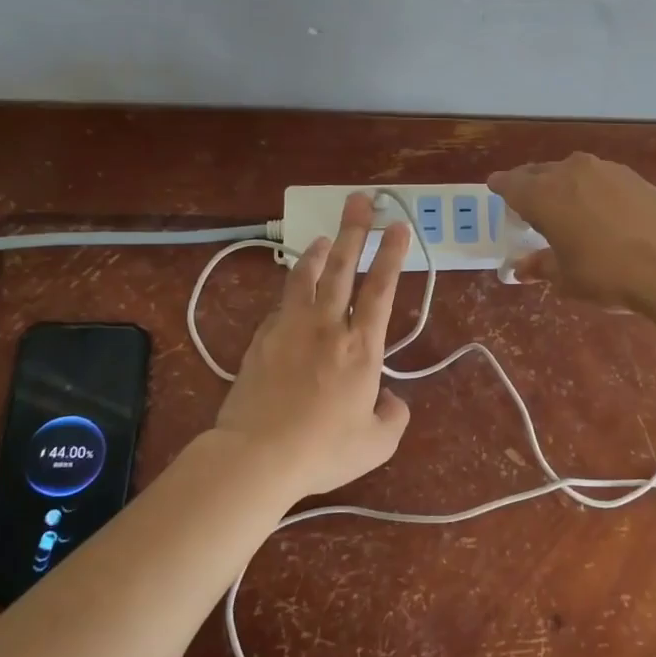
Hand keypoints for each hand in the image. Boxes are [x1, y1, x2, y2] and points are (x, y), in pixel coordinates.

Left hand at [211, 192, 411, 501]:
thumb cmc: (323, 449)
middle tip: (361, 201)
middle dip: (354, 230)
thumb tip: (391, 399)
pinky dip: (293, 288)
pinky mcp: (262, 339)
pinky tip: (294, 289)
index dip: (392, 255)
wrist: (257, 455)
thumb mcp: (377, 443)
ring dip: (319, 252)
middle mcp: (327, 326)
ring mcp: (290, 328)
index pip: (382, 289)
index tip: (398, 226)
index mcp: (362, 347)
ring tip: (325, 237)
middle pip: (343, 267)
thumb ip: (394, 416)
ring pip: (307, 277)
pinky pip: (281, 304)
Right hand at [488, 153, 655, 310]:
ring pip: (571, 172)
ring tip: (565, 207)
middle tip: (527, 202)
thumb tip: (521, 268)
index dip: (501, 188)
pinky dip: (591, 189)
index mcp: (543, 195)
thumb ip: (542, 267)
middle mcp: (569, 172)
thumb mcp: (568, 279)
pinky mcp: (634, 176)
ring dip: (562, 185)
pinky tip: (599, 210)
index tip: (495, 189)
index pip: (510, 184)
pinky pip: (599, 178)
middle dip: (530, 185)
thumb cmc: (609, 273)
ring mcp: (605, 170)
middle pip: (539, 173)